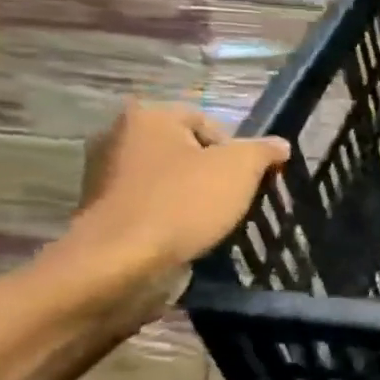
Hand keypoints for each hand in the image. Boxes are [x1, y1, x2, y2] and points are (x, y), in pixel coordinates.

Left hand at [65, 103, 290, 311]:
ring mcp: (102, 177)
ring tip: (211, 224)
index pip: (209, 123)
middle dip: (212, 175)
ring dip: (191, 199)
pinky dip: (168, 219)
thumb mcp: (240, 169)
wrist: (120, 263)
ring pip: (168, 181)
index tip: (247, 181)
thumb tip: (279, 145)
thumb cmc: (182, 203)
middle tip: (233, 201)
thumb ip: (263, 151)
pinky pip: (149, 207)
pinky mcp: (100, 213)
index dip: (236, 152)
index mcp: (148, 116)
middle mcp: (117, 137)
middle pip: (186, 152)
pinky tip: (184, 238)